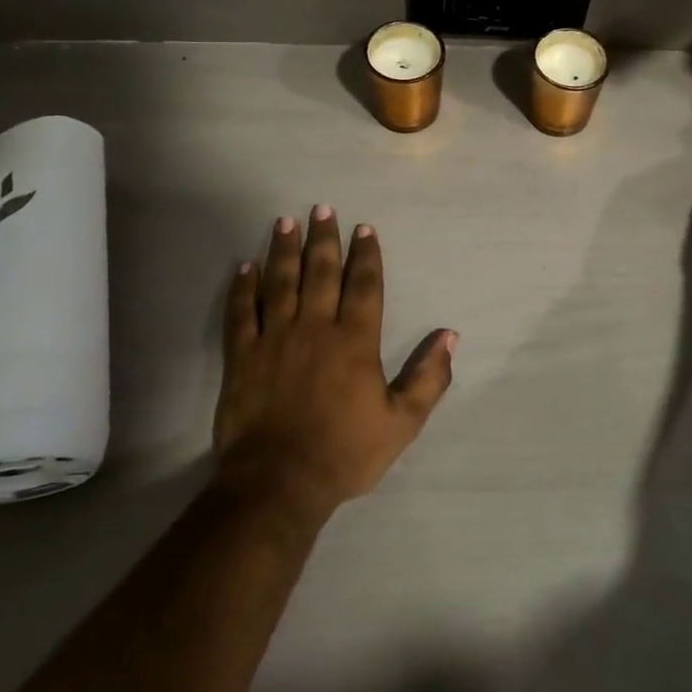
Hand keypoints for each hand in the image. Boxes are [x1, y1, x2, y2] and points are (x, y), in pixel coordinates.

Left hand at [216, 207, 455, 516]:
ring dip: (284, 250)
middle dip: (324, 239)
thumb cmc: (345, 452)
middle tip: (323, 209)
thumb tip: (450, 336)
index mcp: (355, 340)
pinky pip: (241, 312)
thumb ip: (429, 377)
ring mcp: (274, 339)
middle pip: (321, 272)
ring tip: (286, 222)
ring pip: (280, 282)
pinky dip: (243, 287)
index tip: (364, 228)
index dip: (366, 255)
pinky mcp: (242, 356)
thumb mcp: (402, 422)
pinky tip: (245, 266)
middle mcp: (315, 327)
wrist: (279, 483)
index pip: (364, 285)